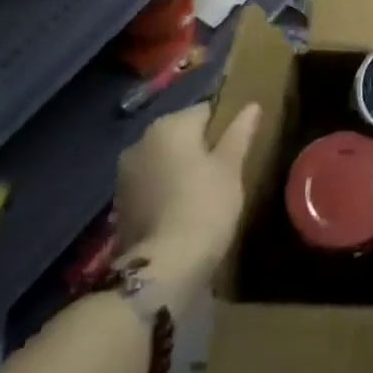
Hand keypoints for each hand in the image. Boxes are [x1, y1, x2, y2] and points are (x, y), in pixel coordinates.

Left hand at [116, 102, 263, 291]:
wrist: (164, 266)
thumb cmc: (206, 205)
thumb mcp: (231, 167)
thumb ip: (240, 133)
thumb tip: (252, 106)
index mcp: (169, 126)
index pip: (205, 111)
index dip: (226, 126)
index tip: (240, 147)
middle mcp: (140, 142)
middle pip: (181, 135)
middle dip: (201, 147)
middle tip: (226, 170)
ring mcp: (125, 174)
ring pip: (164, 160)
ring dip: (181, 169)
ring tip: (205, 191)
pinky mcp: (120, 204)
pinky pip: (151, 184)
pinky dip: (166, 189)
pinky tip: (183, 209)